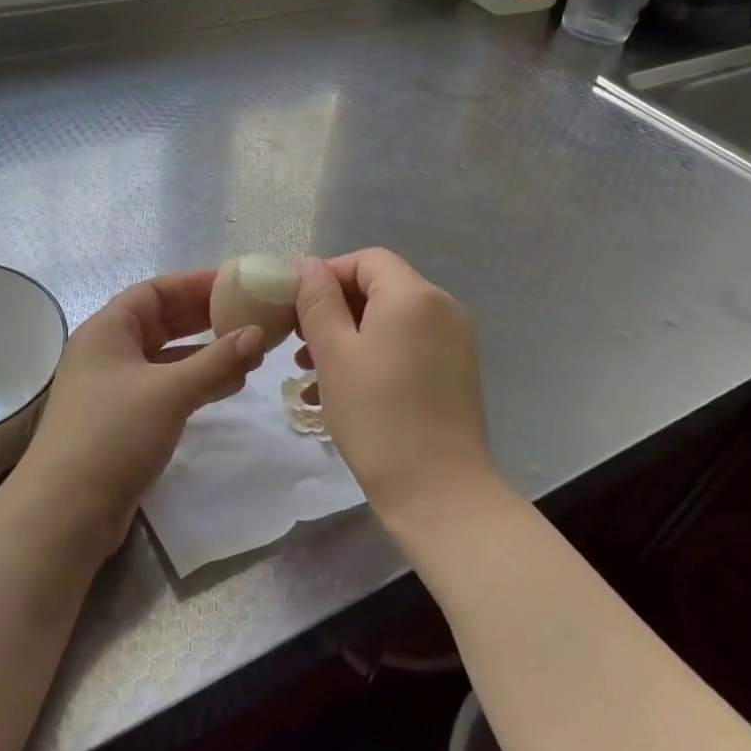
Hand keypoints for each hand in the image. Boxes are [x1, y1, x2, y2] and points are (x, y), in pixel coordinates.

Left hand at [8, 269, 265, 560]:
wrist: (66, 511)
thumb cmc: (113, 435)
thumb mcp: (170, 391)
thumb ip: (217, 361)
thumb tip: (257, 334)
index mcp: (107, 330)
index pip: (155, 291)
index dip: (195, 284)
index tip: (237, 282)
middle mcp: (108, 353)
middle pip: (162, 322)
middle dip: (205, 318)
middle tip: (250, 315)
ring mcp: (115, 389)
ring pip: (167, 358)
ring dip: (206, 354)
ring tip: (250, 353)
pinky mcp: (124, 421)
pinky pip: (167, 388)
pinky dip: (196, 383)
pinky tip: (229, 387)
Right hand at [294, 249, 493, 523]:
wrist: (438, 490)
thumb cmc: (376, 415)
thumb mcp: (334, 353)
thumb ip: (318, 301)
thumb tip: (309, 264)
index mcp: (414, 295)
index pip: (366, 260)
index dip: (327, 275)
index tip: (294, 307)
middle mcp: (442, 308)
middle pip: (380, 289)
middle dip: (334, 310)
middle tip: (298, 343)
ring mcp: (454, 342)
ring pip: (390, 322)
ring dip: (348, 337)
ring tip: (310, 372)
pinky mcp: (455, 372)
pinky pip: (407, 348)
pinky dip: (373, 357)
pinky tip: (340, 392)